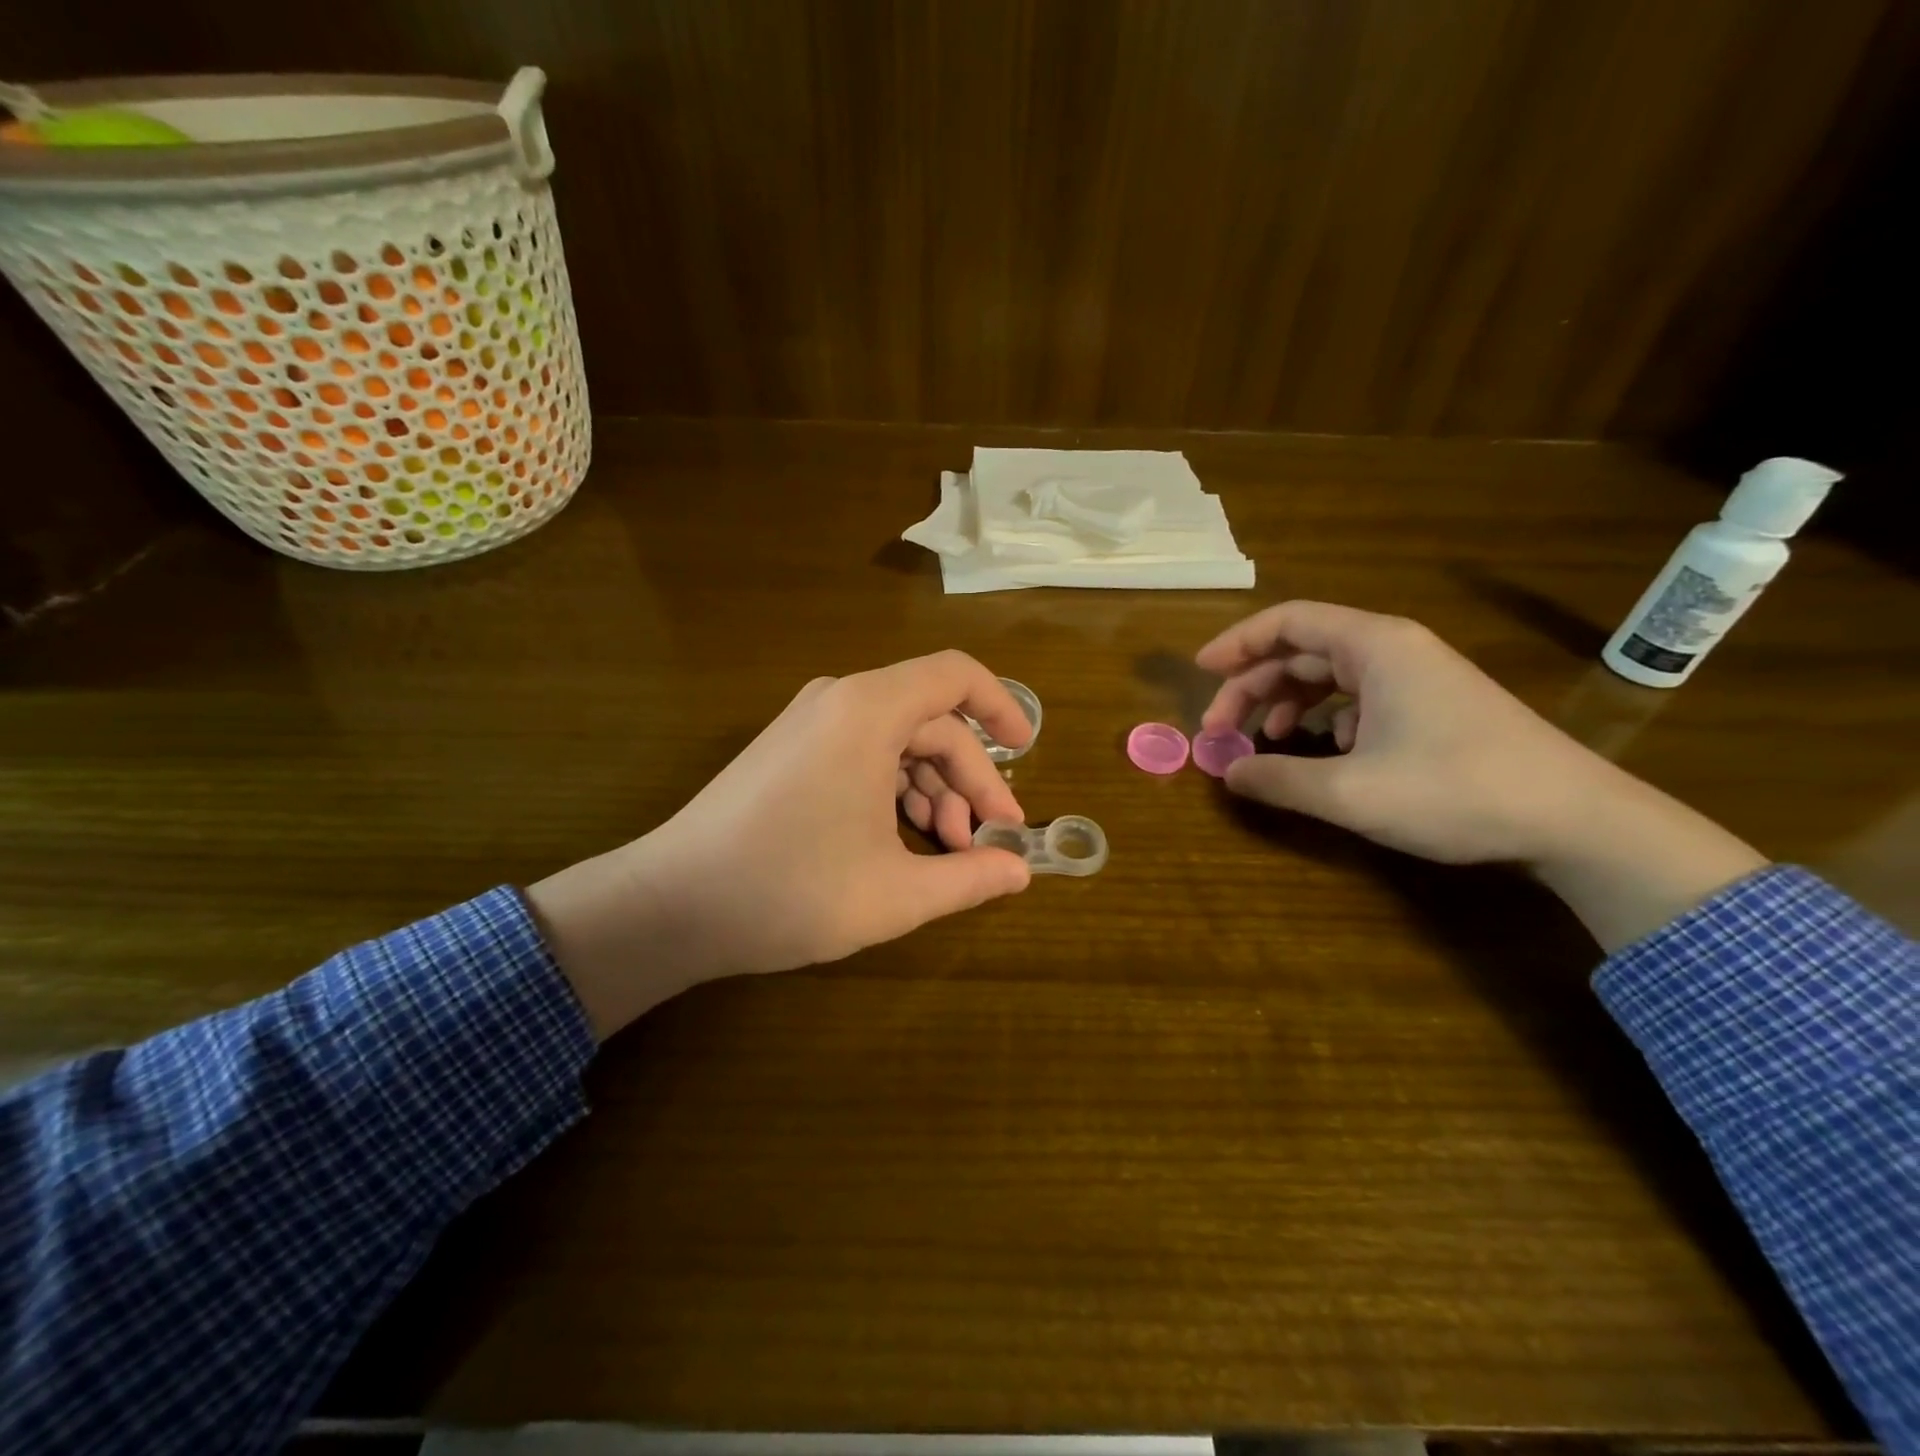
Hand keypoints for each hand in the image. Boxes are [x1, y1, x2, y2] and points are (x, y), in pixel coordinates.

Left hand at [526, 652, 1032, 1036]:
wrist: (670, 905)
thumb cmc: (790, 890)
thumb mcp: (896, 893)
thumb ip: (970, 879)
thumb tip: (1020, 872)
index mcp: (869, 711)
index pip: (956, 676)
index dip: (1001, 707)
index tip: (1026, 751)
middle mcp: (839, 701)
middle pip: (930, 722)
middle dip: (969, 779)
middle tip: (989, 840)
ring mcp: (808, 725)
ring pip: (896, 742)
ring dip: (932, 791)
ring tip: (948, 853)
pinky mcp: (788, 752)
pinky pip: (862, 754)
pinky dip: (893, 791)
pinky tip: (903, 842)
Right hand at [1197, 601, 1766, 949]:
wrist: (1575, 819)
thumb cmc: (1455, 791)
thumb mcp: (1351, 792)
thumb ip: (1278, 779)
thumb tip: (1228, 774)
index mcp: (1374, 647)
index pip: (1287, 621)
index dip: (1236, 643)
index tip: (1199, 673)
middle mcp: (1394, 649)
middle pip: (1302, 650)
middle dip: (1253, 686)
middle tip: (1220, 731)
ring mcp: (1418, 676)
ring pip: (1330, 675)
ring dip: (1287, 703)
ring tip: (1264, 742)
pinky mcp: (1433, 705)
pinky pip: (1360, 697)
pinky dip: (1326, 719)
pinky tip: (1324, 753)